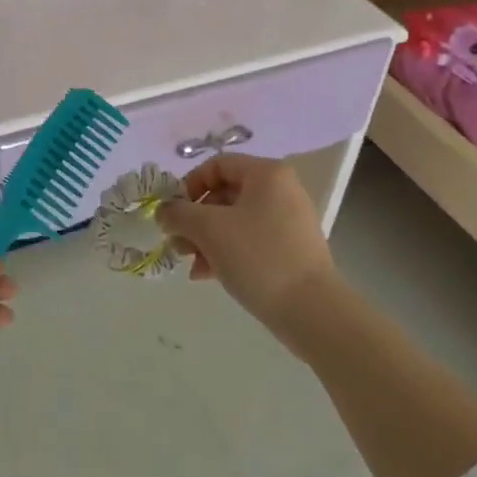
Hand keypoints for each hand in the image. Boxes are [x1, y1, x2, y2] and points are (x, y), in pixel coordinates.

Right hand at [157, 154, 340, 339]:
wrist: (312, 311)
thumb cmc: (258, 257)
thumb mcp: (209, 230)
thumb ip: (179, 214)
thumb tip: (163, 211)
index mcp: (266, 174)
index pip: (217, 165)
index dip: (189, 185)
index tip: (173, 212)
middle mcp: (281, 190)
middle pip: (225, 194)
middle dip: (195, 219)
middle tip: (177, 243)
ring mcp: (289, 221)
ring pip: (235, 220)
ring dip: (206, 239)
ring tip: (189, 264)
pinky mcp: (292, 249)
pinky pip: (251, 240)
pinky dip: (227, 252)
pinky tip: (208, 275)